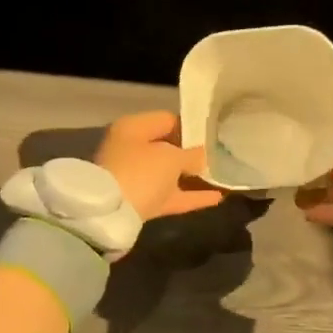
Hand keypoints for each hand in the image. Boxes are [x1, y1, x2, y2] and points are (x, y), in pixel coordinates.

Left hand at [95, 110, 224, 222]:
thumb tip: (202, 157)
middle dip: (192, 153)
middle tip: (220, 156)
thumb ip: (192, 155)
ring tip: (222, 176)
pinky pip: (170, 195)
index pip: (167, 120)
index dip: (191, 127)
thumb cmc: (142, 172)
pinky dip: (190, 196)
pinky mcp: (140, 202)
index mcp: (134, 128)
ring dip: (192, 176)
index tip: (213, 135)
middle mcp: (131, 150)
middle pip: (167, 148)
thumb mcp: (172, 158)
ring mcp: (134, 178)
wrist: (111, 213)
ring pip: (168, 174)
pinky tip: (217, 198)